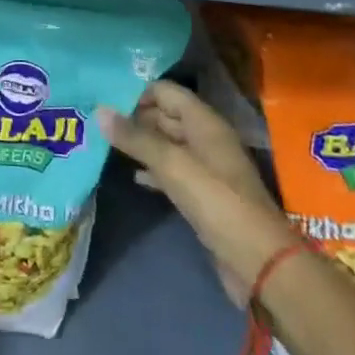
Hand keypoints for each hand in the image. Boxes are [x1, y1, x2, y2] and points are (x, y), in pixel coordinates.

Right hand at [97, 81, 299, 303]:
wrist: (259, 262)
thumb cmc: (218, 203)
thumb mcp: (173, 165)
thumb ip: (136, 138)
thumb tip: (99, 111)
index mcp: (204, 123)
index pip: (165, 92)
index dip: (136, 92)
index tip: (103, 99)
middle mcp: (205, 140)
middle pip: (164, 116)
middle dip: (133, 117)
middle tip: (95, 121)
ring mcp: (204, 168)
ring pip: (165, 144)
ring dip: (139, 144)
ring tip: (103, 144)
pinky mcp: (201, 195)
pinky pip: (170, 171)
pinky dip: (151, 170)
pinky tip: (132, 175)